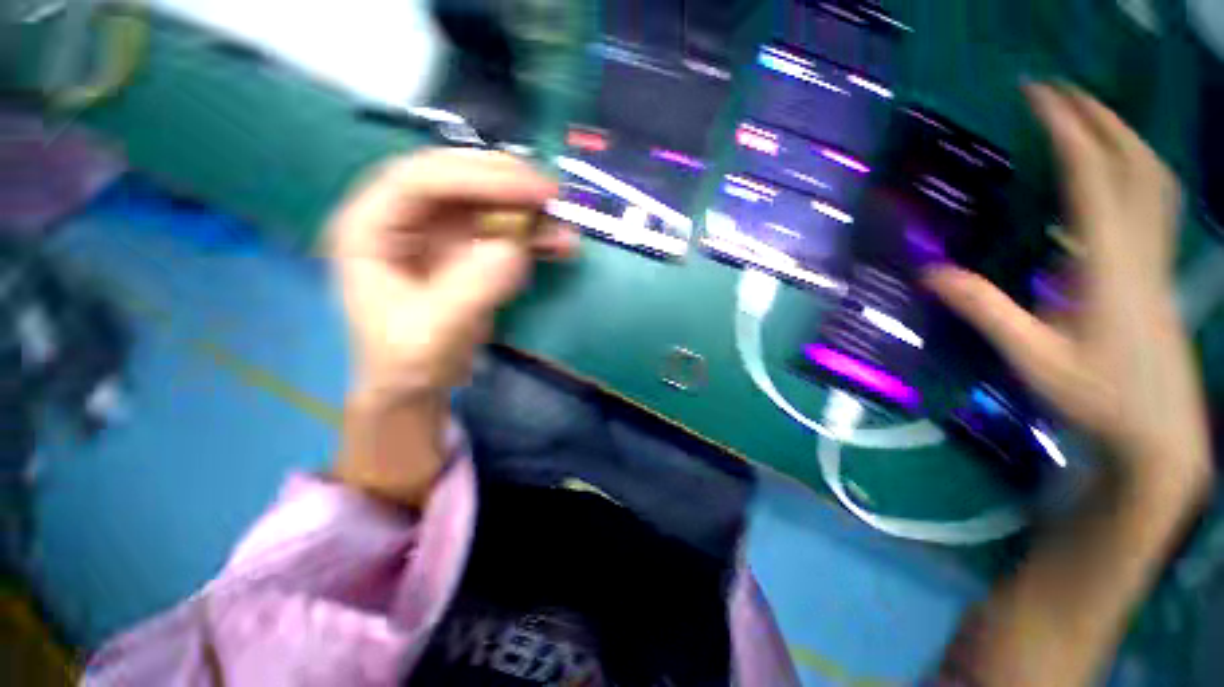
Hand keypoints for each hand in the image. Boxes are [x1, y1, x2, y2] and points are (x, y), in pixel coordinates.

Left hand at [330, 148, 575, 402]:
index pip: (421, 180)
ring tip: (563, 227)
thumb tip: (514, 247)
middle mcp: (404, 218)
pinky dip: (534, 235)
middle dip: (507, 184)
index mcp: (370, 228)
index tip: (531, 191)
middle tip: (552, 196)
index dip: (479, 177)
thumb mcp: (433, 332)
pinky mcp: (469, 250)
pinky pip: (505, 230)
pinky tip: (558, 245)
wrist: (417, 384)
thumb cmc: (408, 361)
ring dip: (528, 211)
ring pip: (486, 202)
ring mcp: (440, 232)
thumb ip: (471, 288)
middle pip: (456, 179)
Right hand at [925, 84, 1210, 496]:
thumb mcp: (1032, 359)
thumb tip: (929, 274)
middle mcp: (1140, 250)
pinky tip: (1110, 178)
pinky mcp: (1157, 274)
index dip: (1068, 130)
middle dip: (1102, 120)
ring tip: (1089, 120)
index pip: (1092, 178)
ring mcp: (1155, 260)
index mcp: (1108, 266)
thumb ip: (985, 311)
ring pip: (1154, 181)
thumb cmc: (1096, 398)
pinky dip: (1134, 174)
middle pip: (1136, 165)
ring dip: (1123, 140)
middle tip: (1063, 94)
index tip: (1040, 96)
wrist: (1157, 434)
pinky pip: (1153, 205)